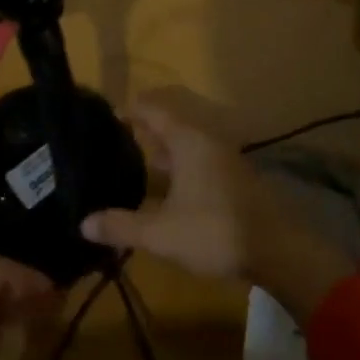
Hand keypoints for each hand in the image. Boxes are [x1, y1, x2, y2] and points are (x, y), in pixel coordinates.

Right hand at [80, 100, 353, 319]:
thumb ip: (122, 225)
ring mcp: (222, 158)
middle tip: (114, 139)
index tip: (106, 115)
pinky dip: (177, 164)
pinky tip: (165, 187)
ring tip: (135, 161)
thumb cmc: (214, 231)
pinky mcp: (233, 177)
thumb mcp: (161, 233)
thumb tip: (83, 222)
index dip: (129, 109)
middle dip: (143, 129)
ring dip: (161, 148)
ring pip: (184, 143)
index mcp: (187, 139)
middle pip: (169, 123)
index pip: (152, 109)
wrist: (277, 250)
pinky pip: (197, 158)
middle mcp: (205, 140)